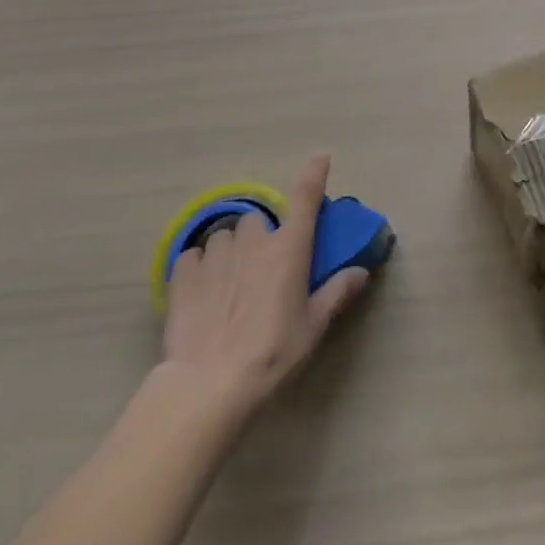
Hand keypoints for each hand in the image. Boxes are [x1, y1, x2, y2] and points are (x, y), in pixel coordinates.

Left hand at [160, 154, 370, 417]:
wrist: (207, 386)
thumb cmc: (271, 354)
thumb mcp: (313, 328)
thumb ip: (337, 294)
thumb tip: (361, 271)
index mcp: (289, 248)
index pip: (306, 197)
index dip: (314, 173)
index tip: (320, 157)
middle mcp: (254, 241)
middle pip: (258, 220)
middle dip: (259, 236)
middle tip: (260, 267)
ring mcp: (217, 254)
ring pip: (224, 236)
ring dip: (229, 251)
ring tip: (227, 282)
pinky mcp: (183, 274)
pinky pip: (193, 256)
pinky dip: (197, 266)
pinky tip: (199, 290)